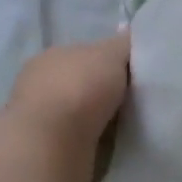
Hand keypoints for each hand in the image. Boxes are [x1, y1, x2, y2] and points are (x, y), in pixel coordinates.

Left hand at [4, 31, 131, 181]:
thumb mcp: (110, 55)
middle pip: (86, 84)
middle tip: (139, 100)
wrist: (52, 145)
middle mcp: (41, 85)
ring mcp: (43, 119)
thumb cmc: (79, 89)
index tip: (138, 74)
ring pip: (83, 114)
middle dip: (108, 92)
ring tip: (132, 126)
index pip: (87, 55)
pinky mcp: (49, 150)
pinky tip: (114, 144)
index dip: (113, 62)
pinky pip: (81, 140)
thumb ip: (123, 44)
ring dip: (103, 120)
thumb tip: (130, 32)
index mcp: (52, 56)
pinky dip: (96, 141)